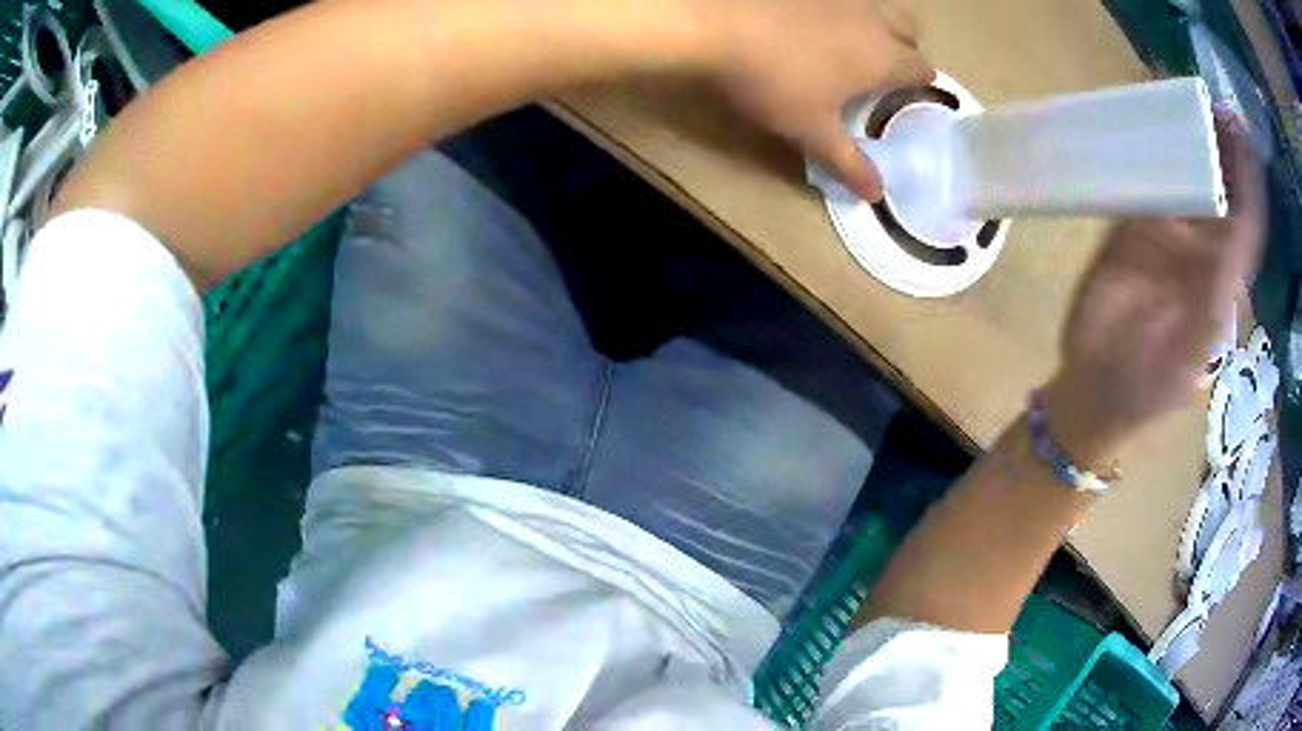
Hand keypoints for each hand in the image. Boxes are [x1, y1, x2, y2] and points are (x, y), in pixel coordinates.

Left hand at [712, 0, 933, 200]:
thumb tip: (878, 195)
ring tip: (850, 36)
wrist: (718, 24)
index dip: (919, 83)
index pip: (922, 69)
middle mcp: (873, 18)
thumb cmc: (774, 82)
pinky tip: (814, 13)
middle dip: (905, 45)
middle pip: (910, 28)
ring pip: (878, 3)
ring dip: (877, 19)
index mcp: (883, 57)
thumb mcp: (812, 130)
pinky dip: (840, 4)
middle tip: (881, 63)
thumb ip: (848, 162)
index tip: (905, 93)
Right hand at [1043, 117, 1265, 464]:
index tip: (1240, 132)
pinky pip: (1149, 179)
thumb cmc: (1146, 387)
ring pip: (1188, 176)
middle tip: (1213, 104)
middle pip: (1222, 189)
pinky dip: (1150, 148)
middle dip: (1224, 146)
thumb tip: (1226, 248)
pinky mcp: (1133, 226)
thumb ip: (1209, 304)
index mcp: (1223, 281)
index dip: (1249, 179)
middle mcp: (1203, 251)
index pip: (1247, 222)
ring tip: (1185, 99)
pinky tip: (1149, 120)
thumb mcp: (1186, 358)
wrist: (1095, 386)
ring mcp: (1168, 235)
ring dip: (1190, 138)